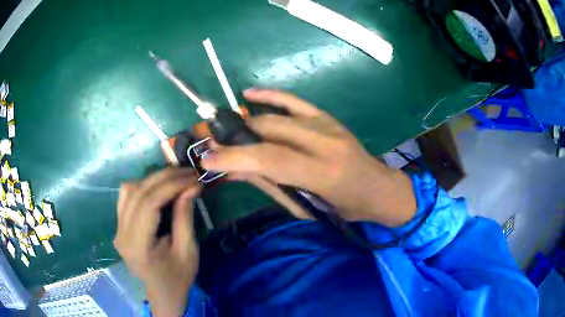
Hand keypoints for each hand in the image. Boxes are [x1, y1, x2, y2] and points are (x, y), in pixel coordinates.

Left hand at [114, 168, 200, 316]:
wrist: (162, 291)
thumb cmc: (178, 276)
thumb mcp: (188, 250)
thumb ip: (185, 217)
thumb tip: (191, 186)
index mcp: (138, 246)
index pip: (148, 204)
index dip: (171, 186)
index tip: (192, 179)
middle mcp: (121, 234)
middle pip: (138, 193)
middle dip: (164, 178)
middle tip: (188, 173)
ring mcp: (117, 229)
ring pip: (129, 190)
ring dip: (153, 180)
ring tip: (175, 179)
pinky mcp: (119, 225)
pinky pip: (126, 196)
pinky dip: (143, 186)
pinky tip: (157, 188)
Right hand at [203, 89, 415, 226]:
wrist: (379, 187)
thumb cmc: (346, 207)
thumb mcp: (308, 206)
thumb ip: (271, 185)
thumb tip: (235, 171)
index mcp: (323, 173)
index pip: (270, 159)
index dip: (235, 157)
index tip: (207, 158)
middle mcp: (325, 142)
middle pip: (269, 131)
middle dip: (236, 138)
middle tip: (214, 145)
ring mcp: (327, 125)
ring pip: (276, 116)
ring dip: (247, 123)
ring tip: (228, 132)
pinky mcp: (327, 117)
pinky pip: (294, 100)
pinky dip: (270, 95)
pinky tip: (249, 94)